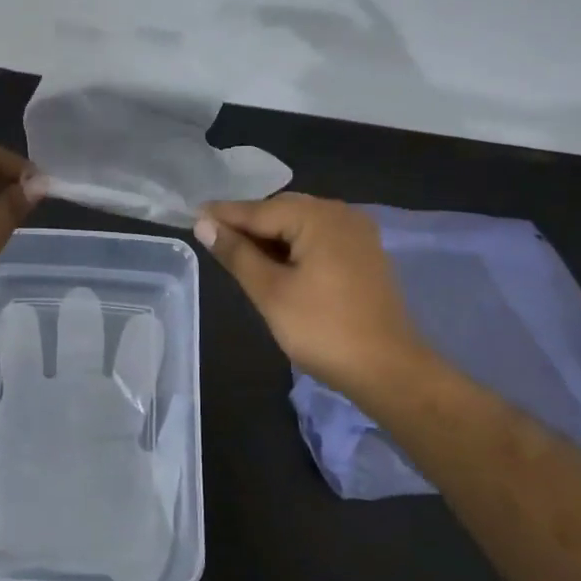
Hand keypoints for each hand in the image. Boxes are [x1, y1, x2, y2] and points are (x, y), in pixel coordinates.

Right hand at [196, 194, 433, 405]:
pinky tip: (275, 262)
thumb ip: (237, 253)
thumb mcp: (270, 292)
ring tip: (237, 251)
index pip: (259, 210)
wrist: (389, 370)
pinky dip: (293, 245)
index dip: (223, 215)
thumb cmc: (323, 330)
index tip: (192, 214)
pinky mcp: (363, 254)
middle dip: (248, 223)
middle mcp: (341, 214)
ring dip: (270, 235)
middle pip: (281, 211)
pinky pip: (318, 238)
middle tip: (212, 236)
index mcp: (318, 217)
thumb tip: (204, 224)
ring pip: (300, 224)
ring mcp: (357, 233)